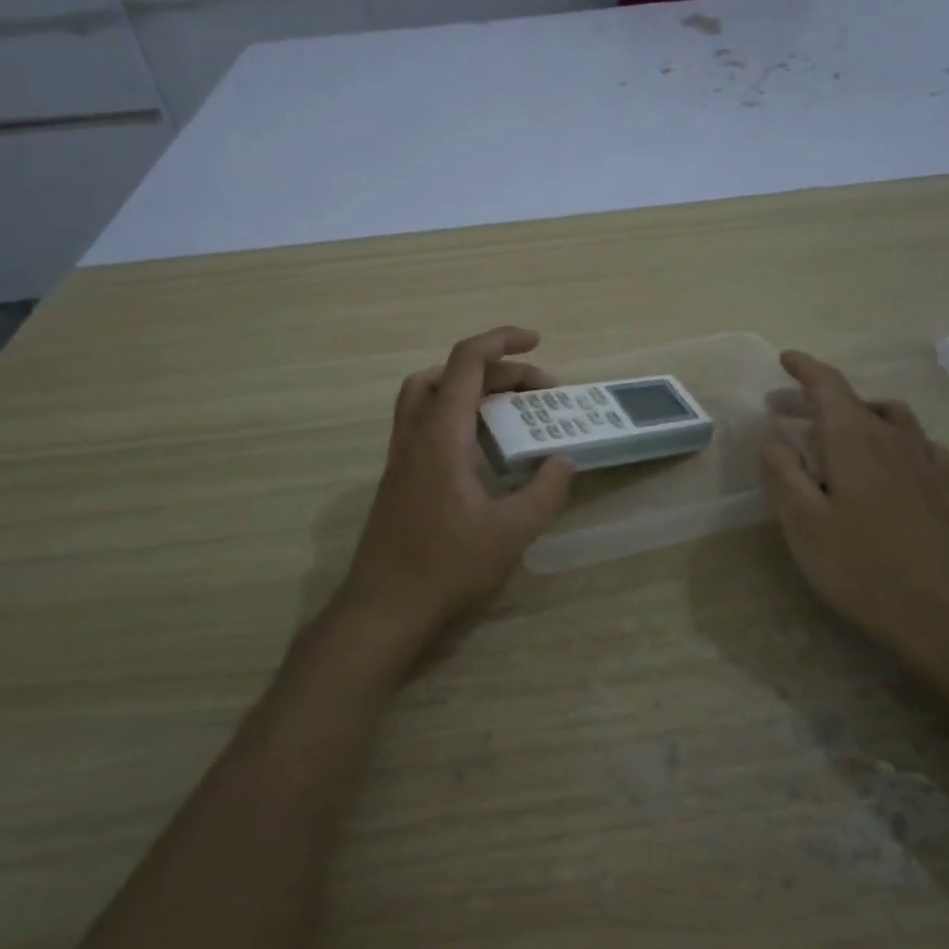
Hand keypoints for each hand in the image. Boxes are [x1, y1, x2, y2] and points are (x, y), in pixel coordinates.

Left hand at [331, 327, 574, 672]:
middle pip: (449, 374)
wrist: (384, 607)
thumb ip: (545, 492)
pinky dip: (456, 414)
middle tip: (539, 393)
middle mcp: (415, 433)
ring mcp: (402, 454)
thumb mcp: (511, 532)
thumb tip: (564, 461)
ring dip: (468, 387)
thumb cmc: (447, 567)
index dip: (502, 341)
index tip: (536, 341)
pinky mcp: (400, 475)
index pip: (467, 362)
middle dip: (498, 371)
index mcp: (441, 434)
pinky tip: (483, 449)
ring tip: (508, 408)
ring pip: (427, 393)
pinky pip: (425, 421)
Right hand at [759, 350, 948, 671]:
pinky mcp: (939, 488)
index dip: (805, 369)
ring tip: (834, 429)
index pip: (828, 386)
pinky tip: (888, 457)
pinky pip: (917, 443)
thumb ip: (782, 471)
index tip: (785, 358)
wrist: (935, 611)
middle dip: (816, 397)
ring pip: (889, 416)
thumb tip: (772, 437)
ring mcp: (922, 462)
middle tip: (781, 408)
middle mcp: (891, 438)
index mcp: (853, 438)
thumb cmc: (857, 564)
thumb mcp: (801, 520)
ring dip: (856, 412)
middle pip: (853, 401)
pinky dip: (893, 436)